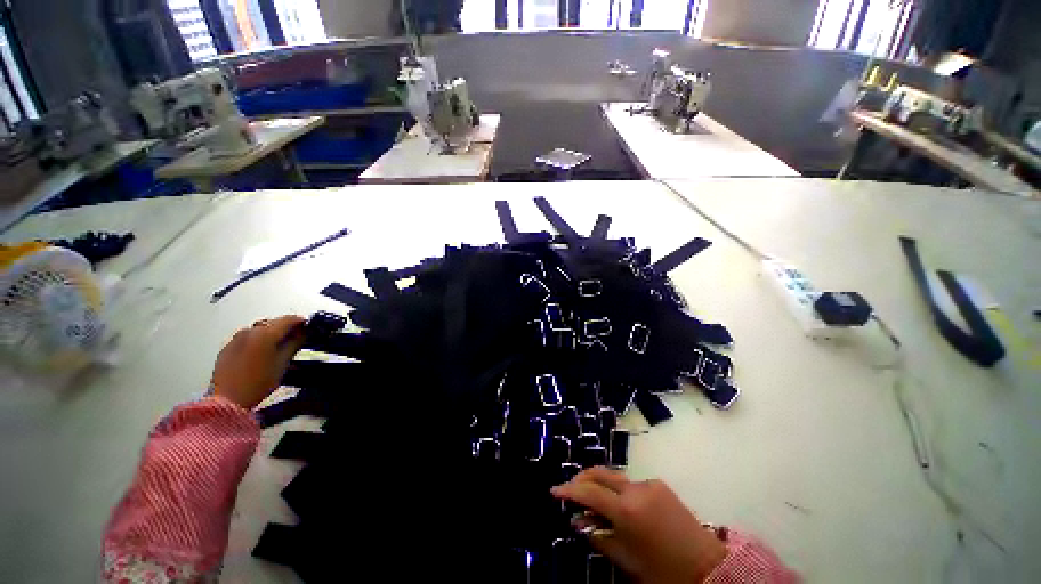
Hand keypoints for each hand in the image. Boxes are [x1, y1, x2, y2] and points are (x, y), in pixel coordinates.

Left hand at [210, 315, 305, 409]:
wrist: (227, 400)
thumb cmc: (259, 382)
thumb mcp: (283, 363)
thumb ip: (295, 344)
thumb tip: (304, 333)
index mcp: (265, 333)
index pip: (289, 319)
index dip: (301, 322)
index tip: (309, 328)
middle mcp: (249, 331)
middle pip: (273, 323)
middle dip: (287, 328)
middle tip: (297, 338)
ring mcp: (236, 339)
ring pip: (260, 330)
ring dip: (272, 334)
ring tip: (280, 347)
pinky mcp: (227, 348)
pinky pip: (248, 338)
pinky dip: (258, 341)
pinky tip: (262, 354)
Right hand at [551, 467, 726, 583]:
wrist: (707, 565)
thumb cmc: (663, 569)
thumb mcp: (626, 559)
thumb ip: (599, 537)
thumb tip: (577, 522)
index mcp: (626, 510)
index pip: (589, 492)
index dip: (570, 490)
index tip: (555, 490)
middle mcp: (635, 489)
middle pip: (600, 472)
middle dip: (582, 478)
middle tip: (571, 489)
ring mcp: (649, 483)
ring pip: (615, 477)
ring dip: (601, 484)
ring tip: (593, 499)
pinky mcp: (659, 484)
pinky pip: (631, 483)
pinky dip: (619, 490)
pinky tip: (621, 506)